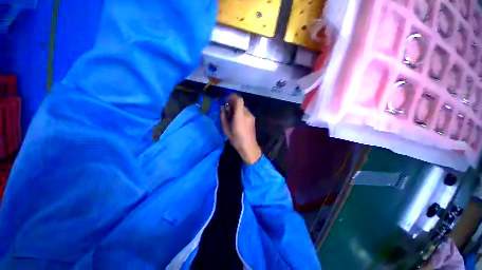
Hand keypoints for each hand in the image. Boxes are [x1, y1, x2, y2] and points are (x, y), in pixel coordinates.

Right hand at [221, 94, 261, 164]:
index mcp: (240, 116)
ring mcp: (251, 116)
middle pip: (241, 103)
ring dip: (237, 108)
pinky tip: (237, 119)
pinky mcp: (253, 119)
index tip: (226, 100)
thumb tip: (222, 108)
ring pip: (243, 107)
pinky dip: (241, 112)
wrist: (249, 147)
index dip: (232, 97)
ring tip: (232, 115)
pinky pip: (246, 112)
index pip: (239, 100)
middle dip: (233, 103)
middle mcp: (247, 114)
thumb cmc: (236, 139)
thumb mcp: (226, 129)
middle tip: (227, 109)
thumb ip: (223, 117)